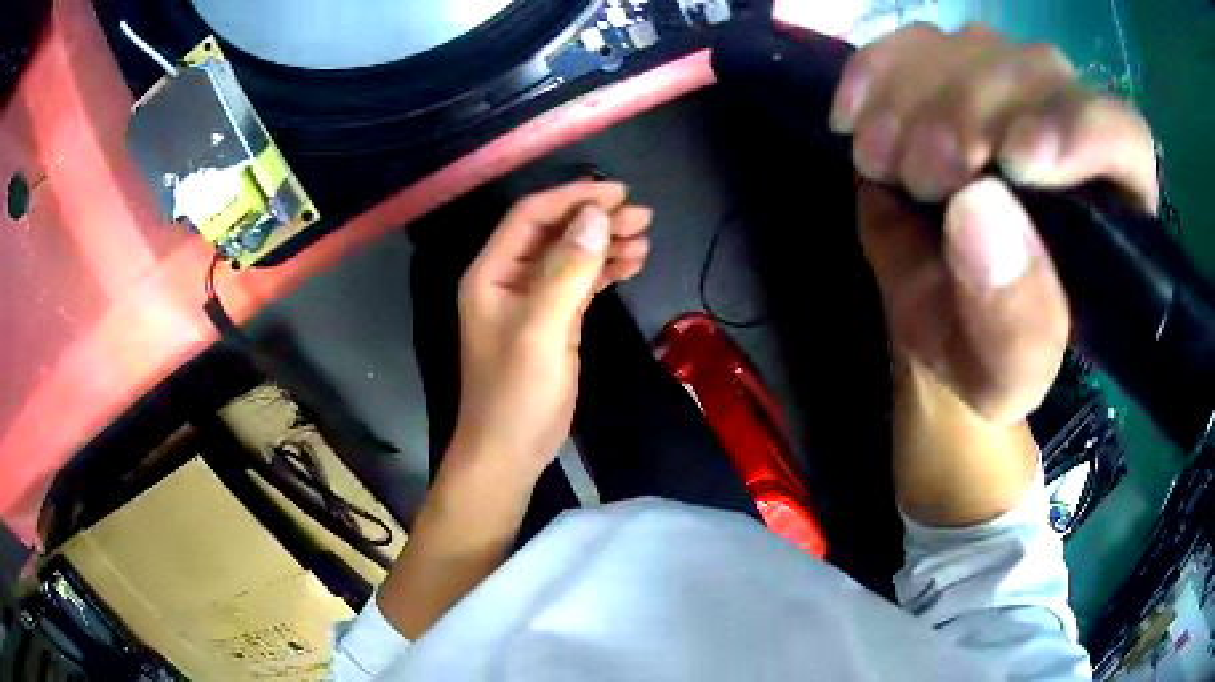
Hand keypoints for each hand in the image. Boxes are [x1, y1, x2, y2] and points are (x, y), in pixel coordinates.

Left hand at [451, 181, 652, 476]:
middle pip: (555, 233)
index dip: (573, 198)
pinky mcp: (552, 321)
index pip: (531, 217)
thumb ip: (567, 271)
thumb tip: (596, 217)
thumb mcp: (542, 331)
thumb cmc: (517, 394)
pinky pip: (579, 283)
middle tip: (642, 216)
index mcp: (492, 272)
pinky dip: (604, 271)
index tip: (618, 194)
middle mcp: (509, 278)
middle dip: (596, 220)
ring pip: (571, 257)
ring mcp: (531, 301)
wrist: (510, 451)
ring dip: (605, 244)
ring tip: (645, 238)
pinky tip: (632, 264)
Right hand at [830, 24, 1157, 422]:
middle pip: (1041, 74)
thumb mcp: (1005, 375)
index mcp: (1115, 213)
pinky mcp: (950, 71)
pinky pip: (913, 40)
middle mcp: (1072, 131)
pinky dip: (876, 70)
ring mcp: (1009, 89)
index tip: (1015, 160)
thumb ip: (1015, 326)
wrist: (938, 312)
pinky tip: (855, 119)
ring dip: (918, 95)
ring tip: (885, 163)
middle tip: (923, 176)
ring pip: (975, 47)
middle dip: (974, 114)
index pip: (1124, 137)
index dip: (1080, 131)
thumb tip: (978, 209)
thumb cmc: (987, 354)